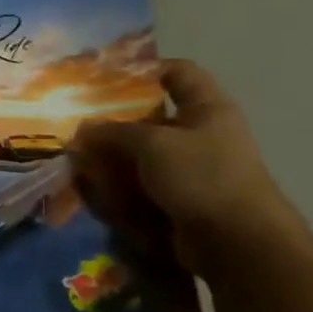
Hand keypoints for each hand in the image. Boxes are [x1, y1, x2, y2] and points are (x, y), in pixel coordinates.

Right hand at [70, 60, 299, 275]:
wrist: (237, 242)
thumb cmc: (202, 176)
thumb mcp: (152, 143)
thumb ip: (113, 131)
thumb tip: (82, 129)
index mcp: (207, 109)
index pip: (178, 72)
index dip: (145, 69)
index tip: (104, 78)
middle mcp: (200, 134)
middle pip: (150, 117)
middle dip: (113, 123)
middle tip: (76, 125)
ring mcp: (190, 169)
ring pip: (139, 155)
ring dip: (110, 159)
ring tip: (77, 162)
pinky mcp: (178, 199)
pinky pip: (140, 185)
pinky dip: (117, 186)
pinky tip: (92, 190)